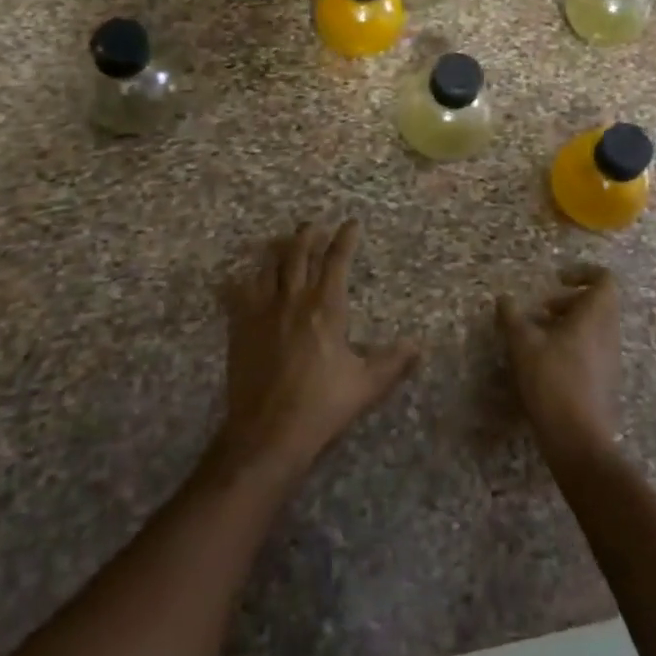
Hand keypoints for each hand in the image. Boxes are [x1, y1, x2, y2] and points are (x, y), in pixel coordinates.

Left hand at [211, 219, 418, 488]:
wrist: (268, 432)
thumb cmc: (321, 405)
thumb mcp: (366, 385)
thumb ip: (393, 362)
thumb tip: (418, 345)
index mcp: (326, 307)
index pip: (336, 261)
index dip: (345, 239)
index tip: (350, 223)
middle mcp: (293, 300)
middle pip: (298, 255)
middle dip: (307, 236)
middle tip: (313, 224)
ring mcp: (262, 312)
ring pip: (269, 268)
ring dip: (278, 251)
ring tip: (282, 242)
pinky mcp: (240, 329)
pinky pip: (238, 294)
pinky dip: (241, 281)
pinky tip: (239, 278)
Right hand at [497, 265, 620, 460]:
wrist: (578, 438)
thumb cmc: (552, 380)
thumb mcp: (523, 344)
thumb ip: (512, 317)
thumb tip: (504, 299)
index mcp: (595, 315)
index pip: (604, 279)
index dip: (582, 272)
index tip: (556, 279)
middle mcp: (609, 332)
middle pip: (596, 303)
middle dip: (566, 301)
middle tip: (539, 311)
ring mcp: (610, 358)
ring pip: (593, 327)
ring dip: (566, 324)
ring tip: (536, 337)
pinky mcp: (605, 380)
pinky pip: (592, 348)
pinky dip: (571, 345)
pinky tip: (545, 363)